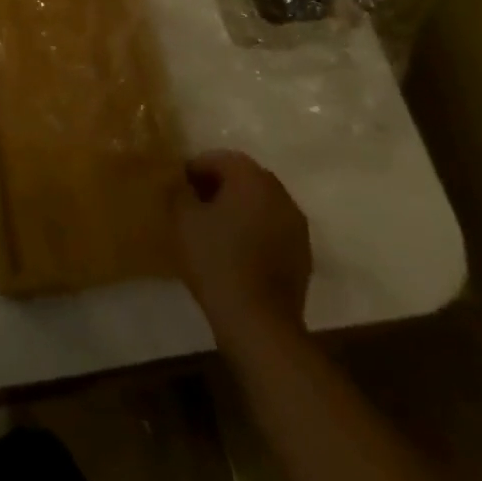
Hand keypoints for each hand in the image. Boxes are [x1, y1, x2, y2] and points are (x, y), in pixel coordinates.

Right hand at [175, 149, 311, 349]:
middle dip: (219, 185)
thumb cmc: (216, 260)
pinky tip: (236, 250)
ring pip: (261, 203)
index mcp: (253, 179)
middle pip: (245, 178)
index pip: (220, 158)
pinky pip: (273, 228)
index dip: (195, 168)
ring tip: (214, 228)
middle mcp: (281, 195)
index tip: (178, 186)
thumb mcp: (183, 218)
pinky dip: (255, 230)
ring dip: (239, 208)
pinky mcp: (303, 255)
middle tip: (194, 203)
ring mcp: (297, 226)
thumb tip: (181, 184)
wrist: (258, 322)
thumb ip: (180, 191)